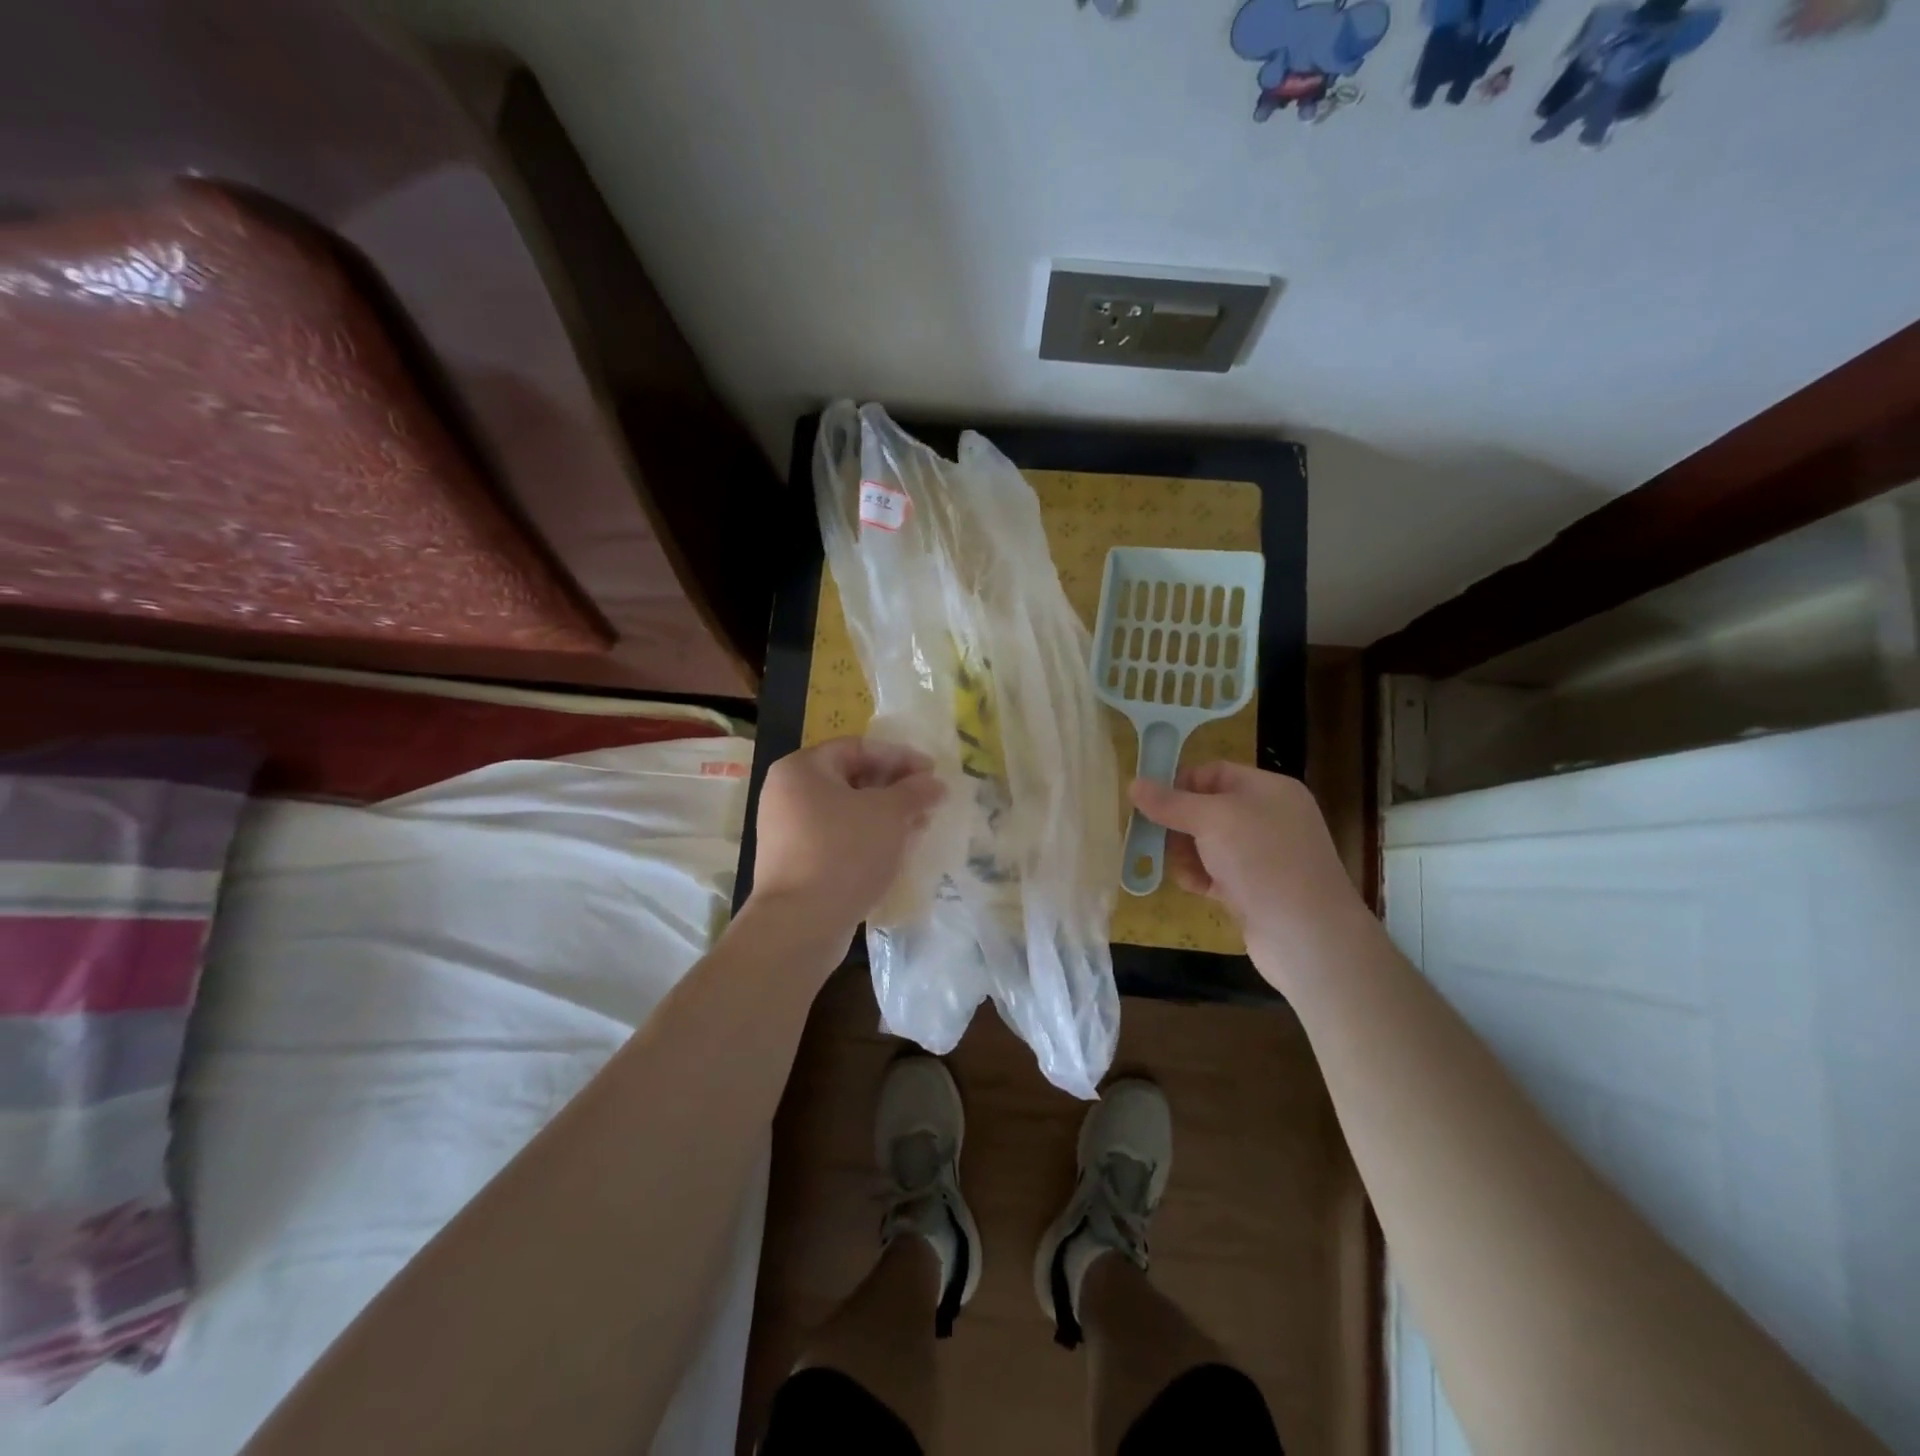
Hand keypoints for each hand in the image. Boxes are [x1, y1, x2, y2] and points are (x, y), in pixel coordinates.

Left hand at [749, 737, 945, 941]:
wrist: (801, 923)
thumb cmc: (844, 851)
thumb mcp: (889, 814)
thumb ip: (915, 791)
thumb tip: (935, 784)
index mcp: (801, 769)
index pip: (857, 748)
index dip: (899, 756)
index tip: (932, 772)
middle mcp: (787, 794)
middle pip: (851, 779)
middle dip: (895, 788)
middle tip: (928, 800)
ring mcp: (788, 831)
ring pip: (847, 812)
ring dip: (885, 816)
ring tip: (920, 826)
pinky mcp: (796, 863)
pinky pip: (838, 839)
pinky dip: (868, 838)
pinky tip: (897, 851)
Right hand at [1130, 762, 1375, 991]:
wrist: (1308, 936)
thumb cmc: (1261, 861)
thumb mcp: (1212, 820)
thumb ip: (1171, 803)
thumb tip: (1134, 784)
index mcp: (1268, 790)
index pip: (1214, 773)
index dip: (1179, 784)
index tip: (1148, 802)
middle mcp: (1269, 818)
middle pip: (1207, 809)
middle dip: (1178, 823)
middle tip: (1151, 837)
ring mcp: (1264, 856)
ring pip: (1208, 843)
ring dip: (1186, 853)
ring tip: (1177, 867)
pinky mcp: (1256, 890)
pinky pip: (1217, 873)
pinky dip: (1200, 877)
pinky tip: (1193, 887)